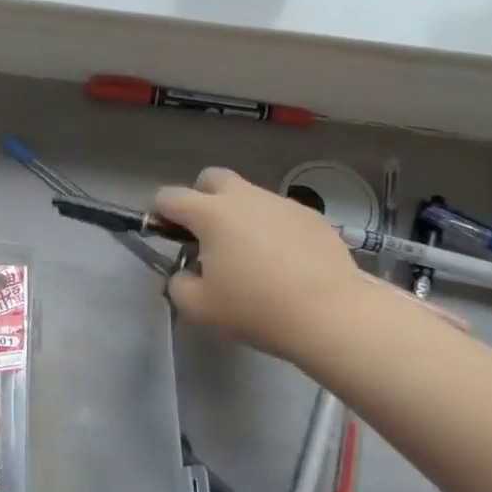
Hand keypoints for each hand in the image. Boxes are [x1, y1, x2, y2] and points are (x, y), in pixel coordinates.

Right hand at [157, 168, 364, 363]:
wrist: (331, 314)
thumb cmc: (256, 309)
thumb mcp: (200, 308)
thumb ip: (178, 285)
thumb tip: (184, 273)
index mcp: (211, 214)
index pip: (170, 196)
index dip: (160, 214)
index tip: (167, 237)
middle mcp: (244, 198)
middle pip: (211, 178)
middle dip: (201, 198)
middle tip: (207, 236)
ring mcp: (281, 203)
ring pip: (249, 196)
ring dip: (239, 216)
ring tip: (251, 257)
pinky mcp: (312, 217)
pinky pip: (280, 214)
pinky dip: (272, 230)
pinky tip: (285, 263)